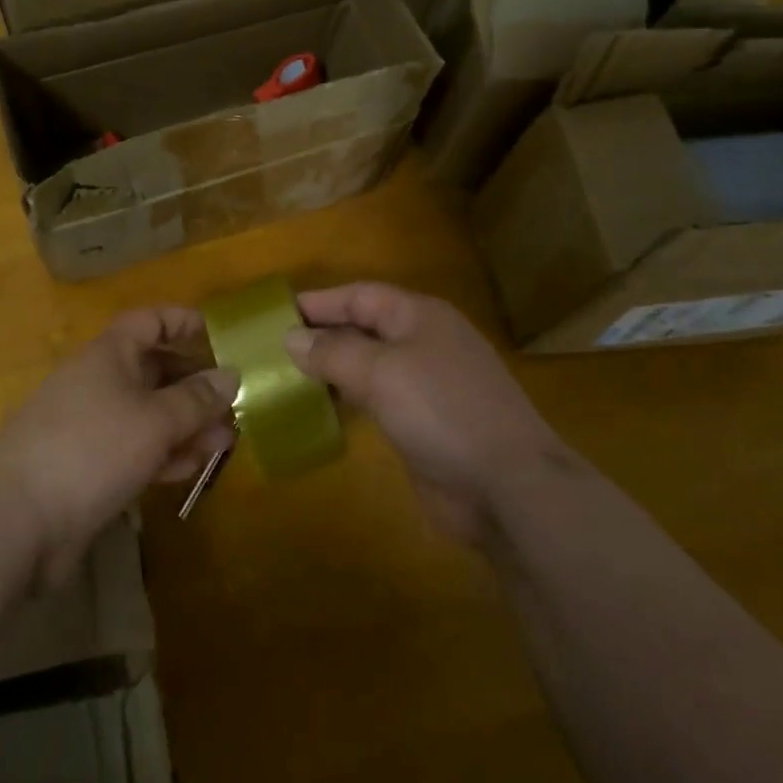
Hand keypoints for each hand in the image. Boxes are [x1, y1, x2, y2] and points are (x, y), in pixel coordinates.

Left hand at [0, 308, 235, 584]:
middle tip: (231, 404)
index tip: (216, 334)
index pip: (148, 322)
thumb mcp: (155, 420)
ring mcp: (90, 426)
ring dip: (185, 425)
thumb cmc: (93, 449)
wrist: (16, 519)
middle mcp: (98, 382)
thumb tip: (231, 374)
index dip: (181, 322)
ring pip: (147, 414)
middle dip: (193, 385)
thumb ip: (196, 399)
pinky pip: (133, 449)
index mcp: (109, 355)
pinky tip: (191, 468)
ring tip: (224, 442)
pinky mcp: (86, 467)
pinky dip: (162, 454)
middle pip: (152, 370)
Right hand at [284, 282, 567, 543]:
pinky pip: (379, 400)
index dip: (319, 302)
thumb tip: (291, 337)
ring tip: (289, 377)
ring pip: (370, 365)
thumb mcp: (381, 372)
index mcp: (419, 316)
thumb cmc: (442, 411)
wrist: (508, 486)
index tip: (277, 313)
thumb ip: (333, 352)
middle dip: (323, 335)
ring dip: (333, 369)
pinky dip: (350, 400)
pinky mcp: (426, 423)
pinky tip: (324, 410)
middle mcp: (424, 343)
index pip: (360, 296)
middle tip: (275, 348)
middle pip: (365, 327)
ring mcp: (428, 385)